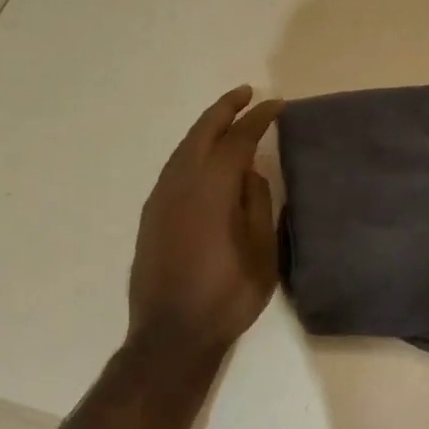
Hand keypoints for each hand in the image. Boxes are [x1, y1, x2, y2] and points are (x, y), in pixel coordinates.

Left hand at [128, 85, 283, 364]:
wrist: (171, 334)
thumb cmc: (227, 295)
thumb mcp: (261, 251)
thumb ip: (256, 203)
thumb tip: (249, 172)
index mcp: (213, 189)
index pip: (238, 139)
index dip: (259, 119)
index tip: (277, 106)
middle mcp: (182, 183)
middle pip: (203, 132)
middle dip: (226, 108)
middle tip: (248, 94)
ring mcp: (162, 198)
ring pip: (184, 147)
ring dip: (206, 126)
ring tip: (228, 117)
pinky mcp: (151, 214)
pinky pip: (174, 166)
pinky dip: (193, 149)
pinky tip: (204, 156)